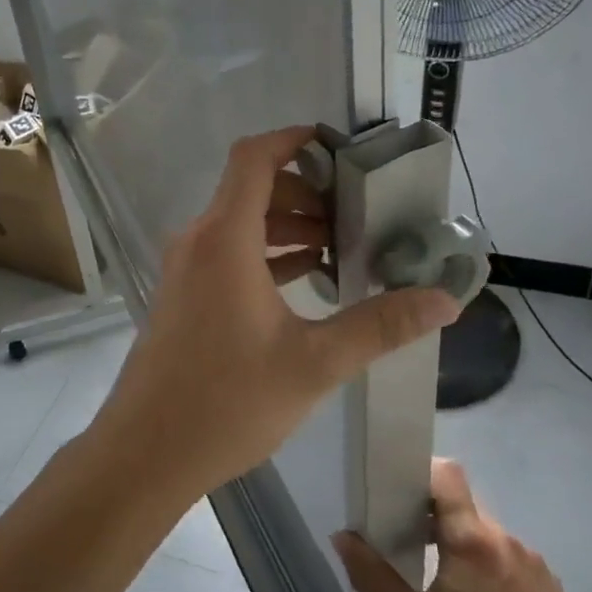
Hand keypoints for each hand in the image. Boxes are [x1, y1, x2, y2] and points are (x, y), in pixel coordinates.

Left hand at [92, 126, 461, 501]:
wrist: (147, 451)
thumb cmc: (227, 401)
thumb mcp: (313, 363)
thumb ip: (380, 326)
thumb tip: (445, 300)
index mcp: (224, 239)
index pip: (254, 158)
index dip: (294, 140)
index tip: (339, 148)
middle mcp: (199, 241)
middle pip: (253, 188)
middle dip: (306, 192)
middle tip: (358, 216)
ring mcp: (187, 268)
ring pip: (242, 222)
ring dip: (288, 225)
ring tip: (342, 248)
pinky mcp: (185, 294)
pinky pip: (230, 253)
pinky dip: (267, 253)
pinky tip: (308, 277)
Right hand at [334, 458, 591, 591]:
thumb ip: (374, 578)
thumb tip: (343, 536)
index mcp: (472, 539)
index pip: (446, 474)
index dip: (419, 474)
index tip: (395, 497)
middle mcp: (504, 537)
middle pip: (461, 504)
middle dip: (431, 517)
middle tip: (407, 549)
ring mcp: (531, 560)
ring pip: (483, 533)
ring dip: (459, 545)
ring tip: (443, 588)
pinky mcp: (548, 584)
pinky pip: (505, 557)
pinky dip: (485, 567)